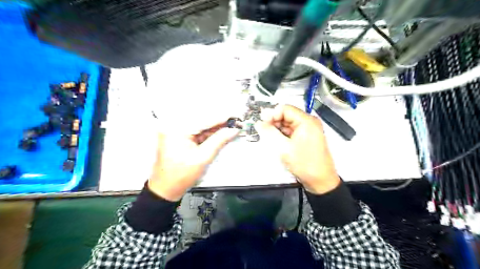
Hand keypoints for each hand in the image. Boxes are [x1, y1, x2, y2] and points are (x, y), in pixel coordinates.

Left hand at [149, 123, 237, 200]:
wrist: (166, 189)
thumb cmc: (181, 175)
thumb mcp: (203, 157)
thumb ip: (219, 141)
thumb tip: (233, 130)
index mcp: (176, 129)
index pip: (203, 120)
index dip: (221, 118)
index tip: (235, 117)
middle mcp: (174, 126)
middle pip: (201, 121)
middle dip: (219, 123)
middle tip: (235, 122)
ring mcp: (175, 131)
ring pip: (200, 126)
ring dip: (215, 128)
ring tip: (230, 128)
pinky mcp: (178, 137)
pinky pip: (196, 132)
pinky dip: (208, 134)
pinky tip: (220, 133)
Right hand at [257, 104, 338, 193]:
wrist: (320, 181)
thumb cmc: (304, 164)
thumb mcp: (283, 147)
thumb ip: (269, 133)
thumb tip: (259, 123)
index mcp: (306, 121)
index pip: (285, 109)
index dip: (272, 114)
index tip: (262, 123)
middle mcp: (309, 122)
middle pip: (286, 115)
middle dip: (274, 122)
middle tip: (264, 132)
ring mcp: (308, 130)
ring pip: (288, 124)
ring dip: (277, 129)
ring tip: (270, 139)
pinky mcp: (307, 138)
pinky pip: (292, 131)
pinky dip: (283, 135)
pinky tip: (278, 142)